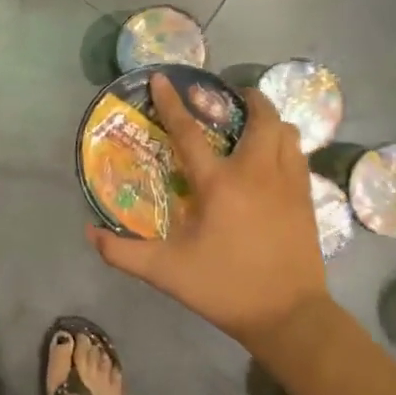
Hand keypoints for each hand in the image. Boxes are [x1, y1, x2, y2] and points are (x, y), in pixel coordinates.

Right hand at [87, 73, 329, 352]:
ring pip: (287, 133)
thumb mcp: (167, 272)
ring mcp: (287, 184)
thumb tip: (89, 233)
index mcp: (219, 184)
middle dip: (248, 98)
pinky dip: (286, 145)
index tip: (162, 78)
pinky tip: (274, 158)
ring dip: (270, 120)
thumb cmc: (225, 288)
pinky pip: (299, 155)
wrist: (290, 317)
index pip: (189, 133)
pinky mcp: (306, 199)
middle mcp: (257, 173)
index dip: (172, 103)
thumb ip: (124, 253)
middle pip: (261, 117)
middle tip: (230, 97)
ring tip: (253, 124)